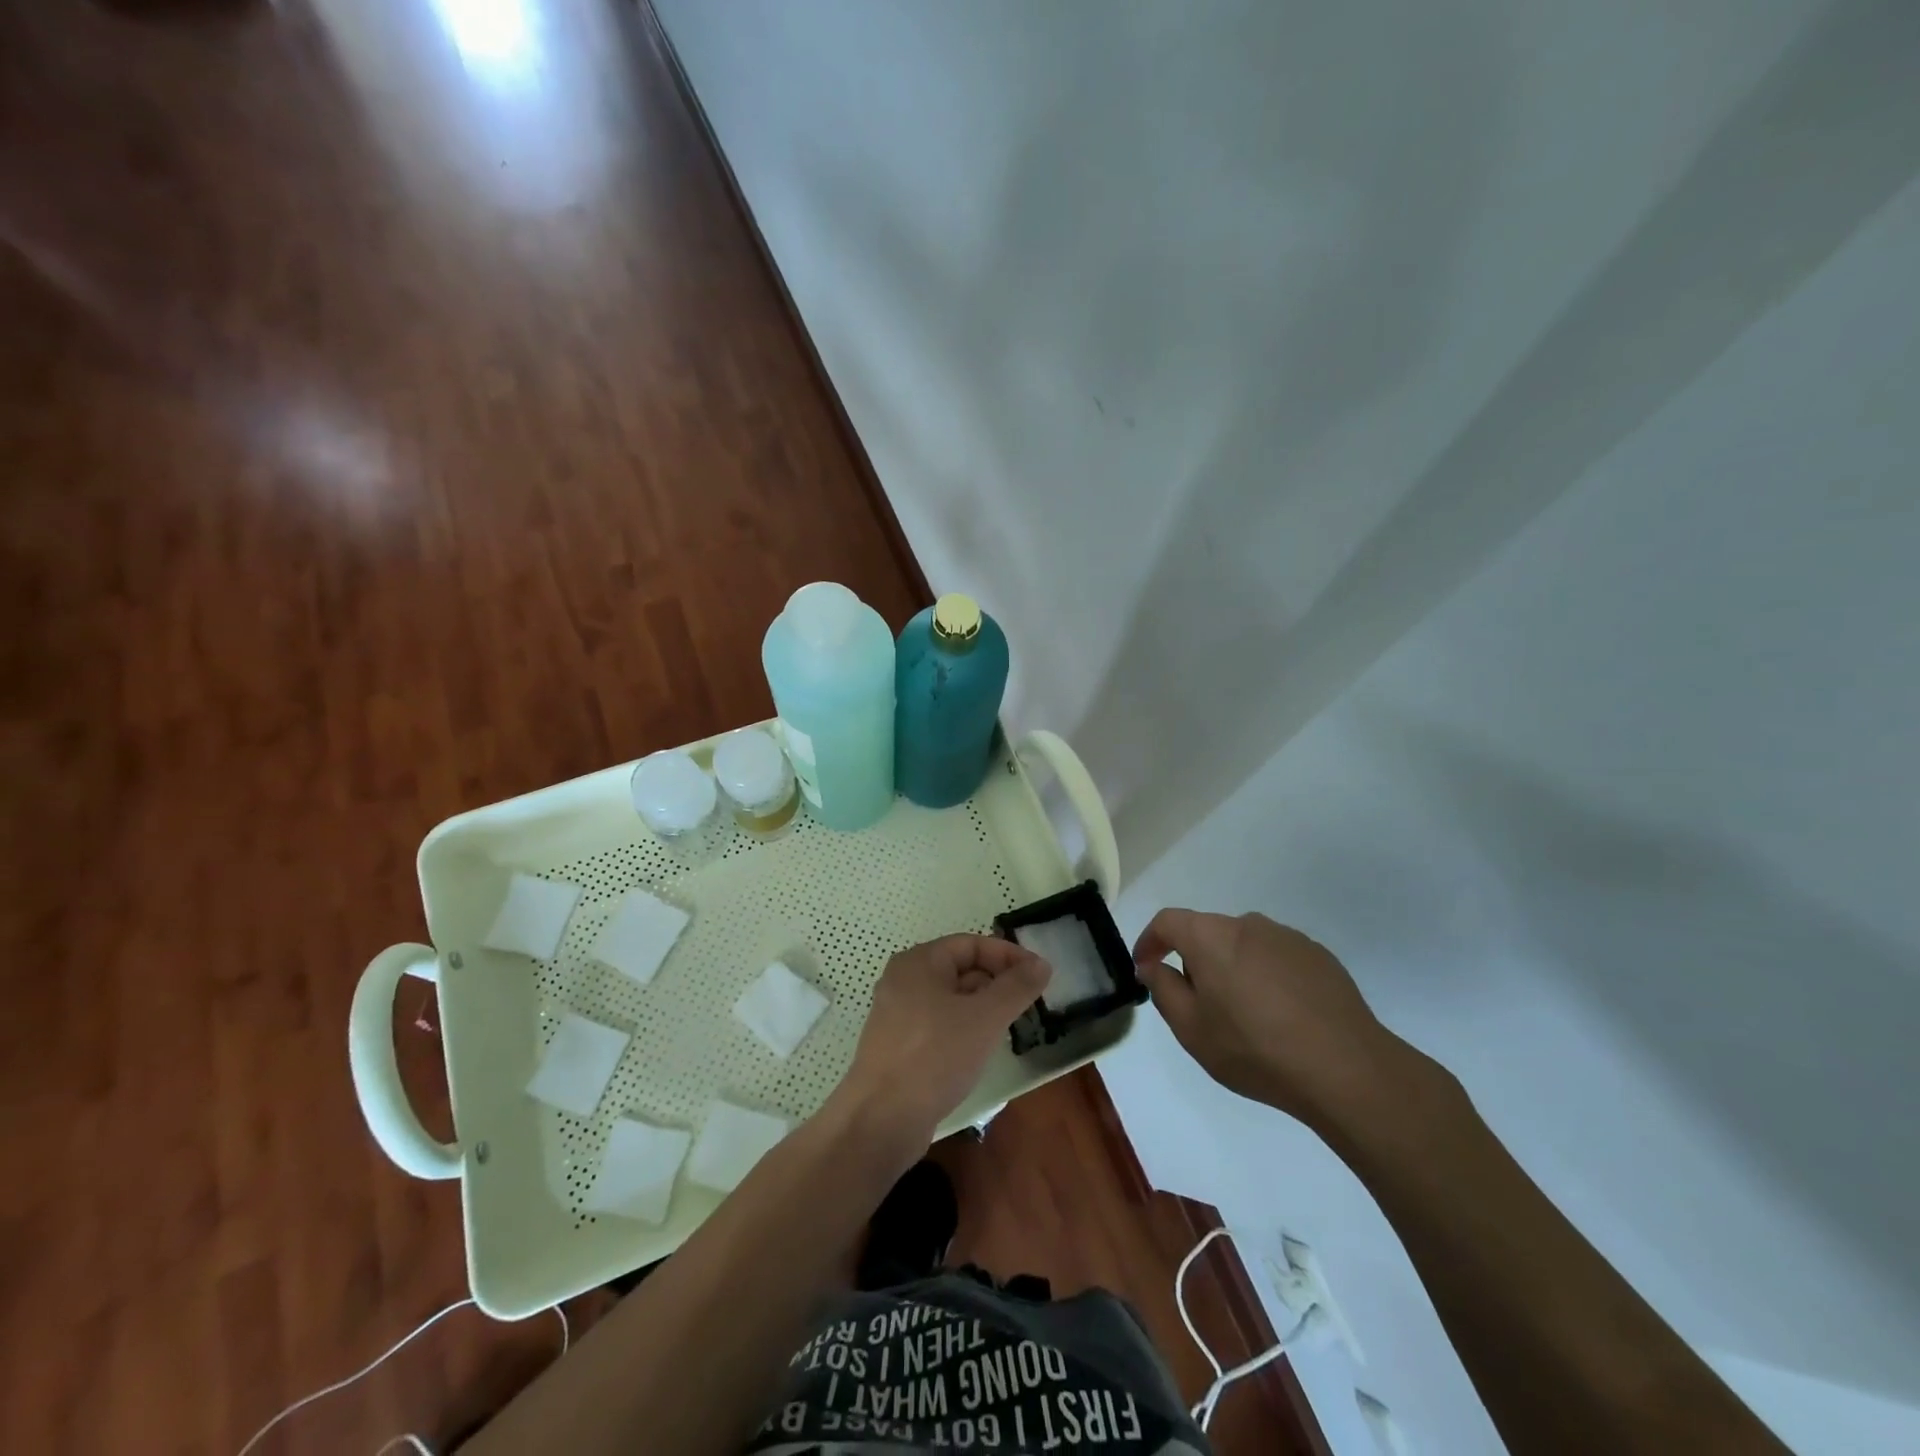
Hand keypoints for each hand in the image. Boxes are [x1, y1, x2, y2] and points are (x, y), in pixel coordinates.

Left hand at [834, 934, 1048, 1149]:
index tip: (1040, 976)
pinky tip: (980, 1051)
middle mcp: (904, 980)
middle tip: (1029, 1004)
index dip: (1009, 955)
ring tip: (1010, 1028)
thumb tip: (1041, 964)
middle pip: (960, 968)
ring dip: (983, 1007)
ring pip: (951, 999)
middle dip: (997, 982)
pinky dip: (964, 1028)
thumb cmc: (934, 1056)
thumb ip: (1016, 987)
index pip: (972, 944)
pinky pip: (939, 1024)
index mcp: (919, 962)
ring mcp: (898, 1014)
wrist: (881, 1119)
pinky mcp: (898, 1045)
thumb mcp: (984, 1018)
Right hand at [1133, 909, 1432, 1130]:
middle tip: (1198, 1004)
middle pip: (1207, 932)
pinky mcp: (1319, 956)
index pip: (1168, 921)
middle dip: (1194, 960)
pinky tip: (1280, 1016)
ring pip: (1243, 944)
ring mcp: (1288, 937)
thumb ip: (1163, 988)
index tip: (1145, 968)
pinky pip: (1276, 957)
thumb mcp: (1191, 1028)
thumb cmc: (1254, 1048)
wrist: (1346, 1068)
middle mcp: (1248, 924)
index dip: (1150, 941)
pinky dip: (1266, 976)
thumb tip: (1151, 965)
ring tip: (1244, 1015)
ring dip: (1232, 968)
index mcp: (1211, 936)